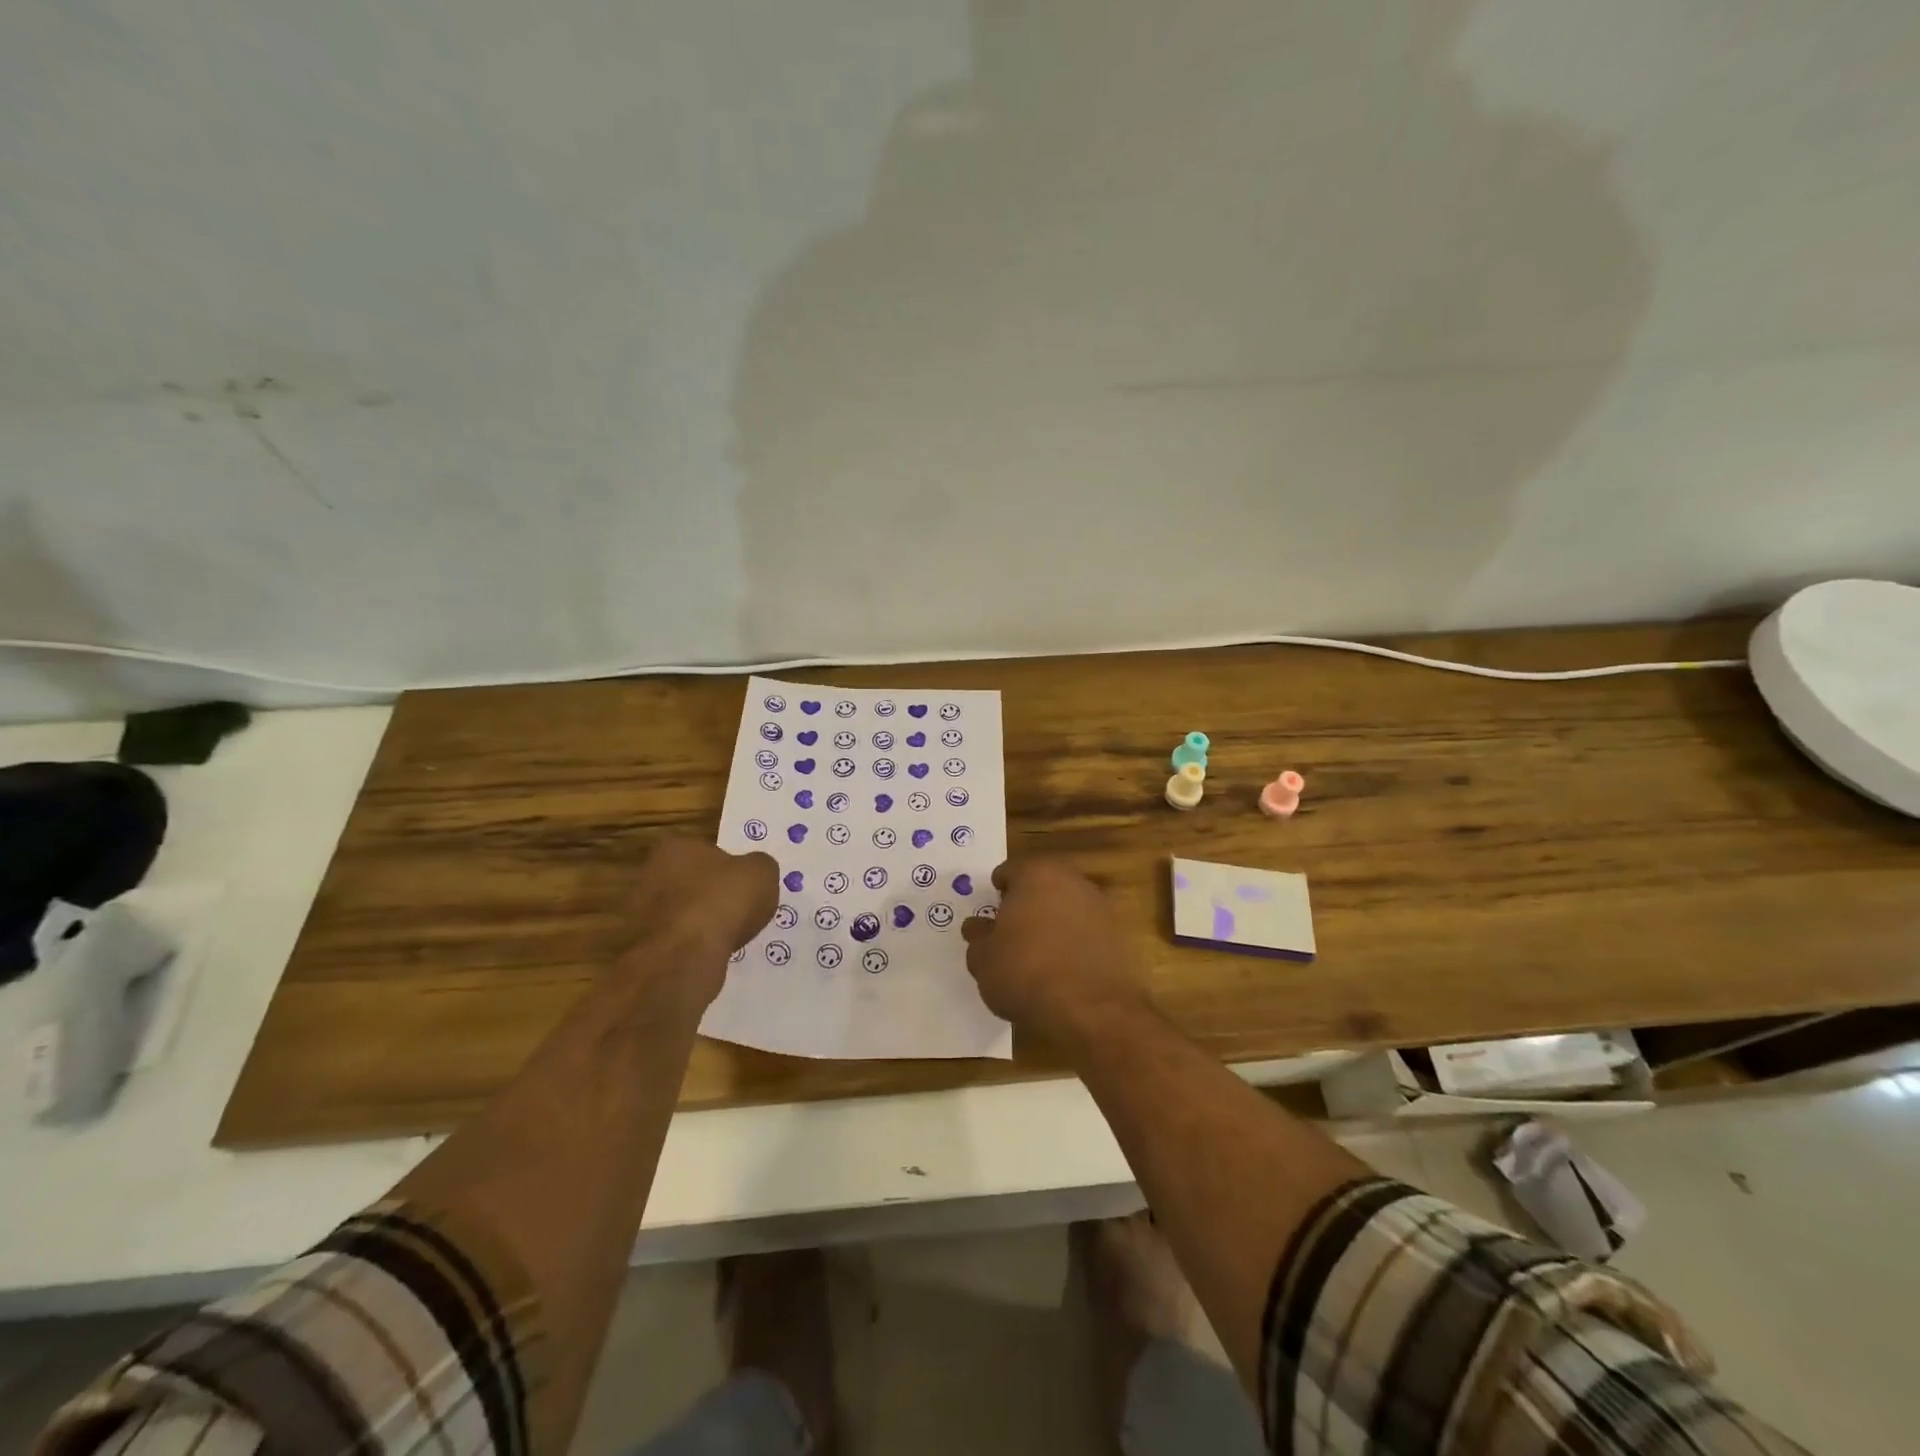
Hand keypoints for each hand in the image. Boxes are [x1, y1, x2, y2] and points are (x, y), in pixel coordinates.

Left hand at [618, 839, 778, 1006]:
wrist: (684, 955)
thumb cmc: (723, 900)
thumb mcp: (762, 872)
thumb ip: (759, 866)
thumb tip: (753, 871)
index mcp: (676, 847)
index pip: (705, 850)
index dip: (727, 867)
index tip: (743, 885)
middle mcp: (650, 874)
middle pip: (689, 881)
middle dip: (709, 895)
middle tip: (736, 910)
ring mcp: (640, 912)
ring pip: (679, 913)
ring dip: (699, 922)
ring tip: (727, 937)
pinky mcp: (641, 946)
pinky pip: (674, 942)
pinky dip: (691, 947)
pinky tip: (710, 955)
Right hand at [961, 858, 1147, 1036]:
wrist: (1092, 1010)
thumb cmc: (1026, 972)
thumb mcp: (984, 959)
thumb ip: (978, 937)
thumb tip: (977, 926)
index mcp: (1036, 874)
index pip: (1009, 871)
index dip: (997, 892)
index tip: (991, 913)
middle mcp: (1072, 880)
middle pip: (1042, 885)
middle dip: (1027, 903)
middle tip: (1012, 931)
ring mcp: (1100, 906)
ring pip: (1067, 907)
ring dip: (1053, 923)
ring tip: (1038, 954)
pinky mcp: (1119, 935)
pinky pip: (1087, 933)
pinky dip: (1075, 943)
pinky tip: (1063, 970)